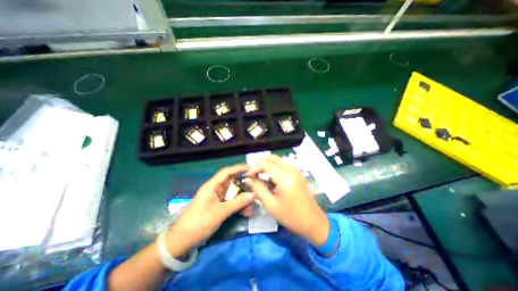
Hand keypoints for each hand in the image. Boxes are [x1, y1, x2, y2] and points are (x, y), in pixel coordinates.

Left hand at [166, 163, 253, 256]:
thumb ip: (237, 203)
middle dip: (244, 186)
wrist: (182, 242)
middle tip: (256, 187)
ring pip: (233, 194)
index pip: (227, 172)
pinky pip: (231, 203)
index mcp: (212, 186)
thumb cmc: (199, 223)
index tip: (251, 169)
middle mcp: (215, 190)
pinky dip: (239, 206)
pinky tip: (247, 212)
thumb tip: (253, 194)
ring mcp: (217, 199)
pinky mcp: (218, 207)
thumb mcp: (220, 212)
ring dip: (243, 198)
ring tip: (253, 204)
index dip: (239, 168)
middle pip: (232, 183)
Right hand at [245, 155, 326, 246]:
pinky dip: (274, 167)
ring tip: (259, 175)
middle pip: (272, 158)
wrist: (313, 222)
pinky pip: (283, 164)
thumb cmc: (291, 217)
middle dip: (260, 163)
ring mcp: (296, 170)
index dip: (254, 168)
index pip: (266, 164)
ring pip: (277, 160)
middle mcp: (291, 170)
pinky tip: (269, 177)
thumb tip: (247, 179)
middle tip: (252, 173)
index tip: (248, 176)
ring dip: (267, 164)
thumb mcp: (271, 205)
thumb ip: (258, 189)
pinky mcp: (297, 173)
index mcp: (285, 179)